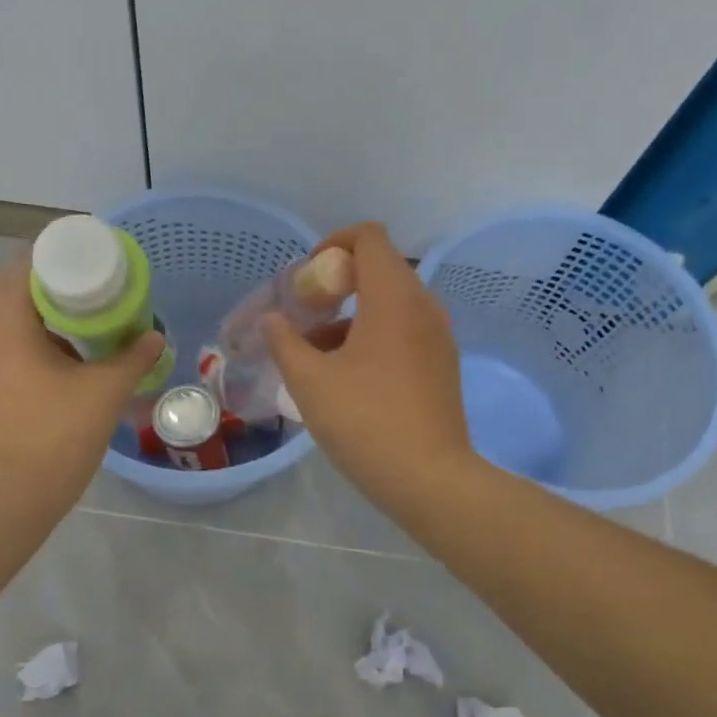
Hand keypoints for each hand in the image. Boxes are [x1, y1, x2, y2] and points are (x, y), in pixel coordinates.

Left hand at [0, 257, 165, 512]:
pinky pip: (8, 345)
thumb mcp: (105, 391)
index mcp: (7, 321)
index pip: (25, 264)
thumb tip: (155, 337)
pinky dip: (35, 339)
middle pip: (12, 287)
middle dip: (50, 284)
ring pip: (8, 318)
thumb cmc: (56, 434)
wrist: (10, 495)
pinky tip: (70, 357)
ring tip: (85, 319)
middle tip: (90, 290)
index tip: (93, 262)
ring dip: (41, 312)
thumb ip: (133, 357)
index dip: (59, 256)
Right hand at [266, 223, 473, 515]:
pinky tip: (347, 376)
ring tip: (316, 353)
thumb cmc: (364, 421)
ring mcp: (438, 336)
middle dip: (337, 283)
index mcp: (393, 298)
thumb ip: (285, 342)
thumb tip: (274, 320)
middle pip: (380, 269)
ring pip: (391, 303)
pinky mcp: (442, 364)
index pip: (369, 237)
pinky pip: (405, 330)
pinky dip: (374, 335)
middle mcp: (423, 306)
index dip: (334, 244)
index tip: (307, 276)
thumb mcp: (309, 381)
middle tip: (305, 315)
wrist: (429, 478)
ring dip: (352, 314)